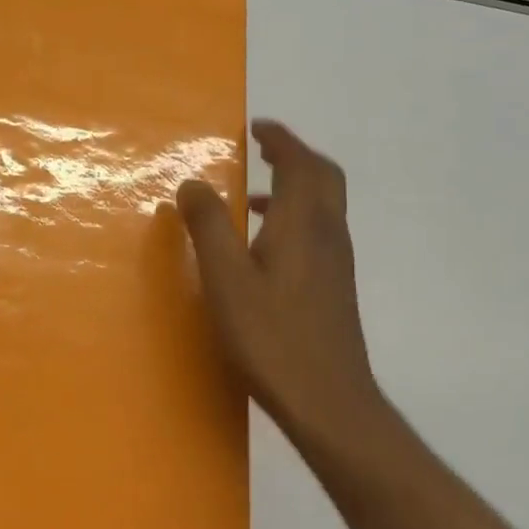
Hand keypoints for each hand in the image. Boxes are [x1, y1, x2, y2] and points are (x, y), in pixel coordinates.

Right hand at [177, 120, 387, 451]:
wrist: (328, 402)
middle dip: (293, 156)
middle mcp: (328, 235)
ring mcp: (336, 264)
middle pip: (322, 178)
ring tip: (251, 195)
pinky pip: (318, 232)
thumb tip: (192, 183)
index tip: (256, 126)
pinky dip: (294, 218)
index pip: (300, 163)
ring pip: (323, 206)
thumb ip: (207, 226)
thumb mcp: (226, 278)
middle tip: (261, 149)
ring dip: (293, 187)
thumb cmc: (271, 336)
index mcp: (304, 224)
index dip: (280, 139)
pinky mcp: (334, 288)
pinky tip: (263, 248)